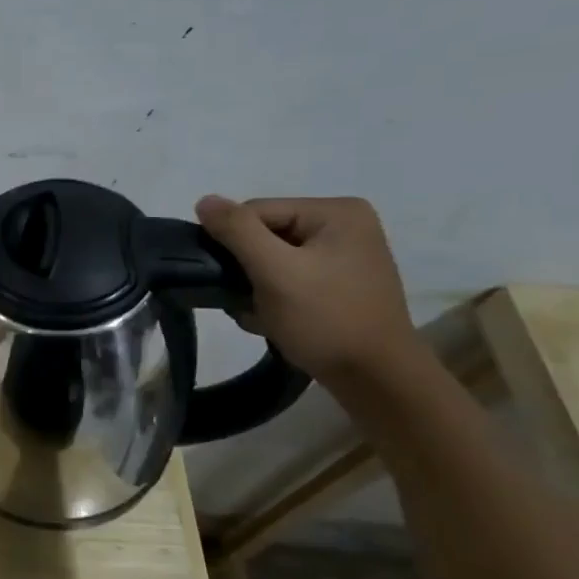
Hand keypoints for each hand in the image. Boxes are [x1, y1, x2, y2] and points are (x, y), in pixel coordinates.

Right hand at [194, 194, 422, 382]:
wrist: (375, 378)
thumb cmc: (326, 319)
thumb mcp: (275, 272)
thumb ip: (237, 231)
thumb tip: (203, 200)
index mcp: (336, 212)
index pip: (256, 212)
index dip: (234, 244)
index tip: (233, 281)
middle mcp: (344, 225)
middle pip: (264, 235)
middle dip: (246, 269)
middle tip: (247, 302)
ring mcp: (344, 255)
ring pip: (271, 259)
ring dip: (254, 287)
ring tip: (261, 314)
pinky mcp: (339, 283)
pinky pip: (288, 277)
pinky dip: (272, 297)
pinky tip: (274, 320)